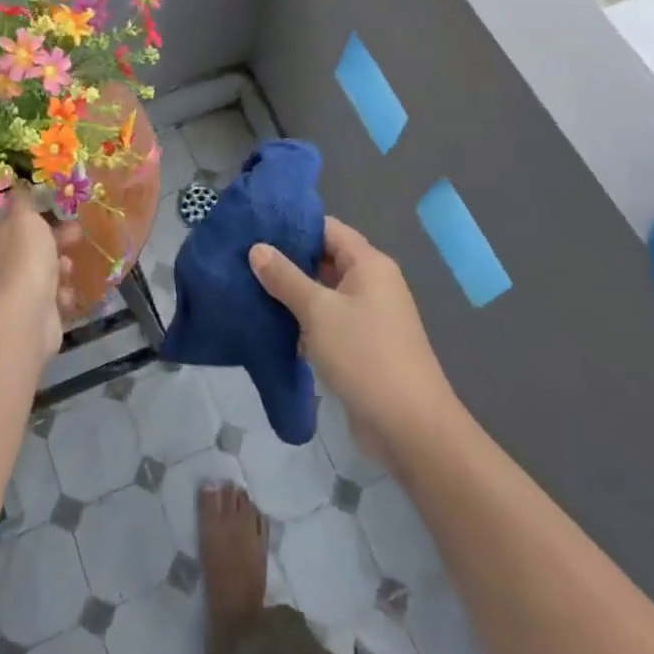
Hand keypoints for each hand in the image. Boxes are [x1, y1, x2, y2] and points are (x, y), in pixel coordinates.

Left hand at [0, 186, 74, 356]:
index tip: (59, 206)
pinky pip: (53, 296)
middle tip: (76, 233)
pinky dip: (62, 294)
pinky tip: (65, 294)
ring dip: (60, 266)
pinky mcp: (35, 312)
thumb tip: (18, 185)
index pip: (15, 218)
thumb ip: (24, 200)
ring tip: (67, 267)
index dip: (37, 211)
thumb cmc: (26, 258)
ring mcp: (18, 288)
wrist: (27, 315)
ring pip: (45, 270)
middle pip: (33, 244)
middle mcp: (4, 261)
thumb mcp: (25, 217)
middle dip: (57, 238)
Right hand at [250, 218, 456, 468]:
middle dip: (287, 260)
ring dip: (292, 293)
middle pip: (325, 259)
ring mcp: (368, 316)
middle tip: (243, 259)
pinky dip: (303, 320)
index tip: (254, 228)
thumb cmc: (365, 356)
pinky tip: (270, 324)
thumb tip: (257, 248)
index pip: (327, 228)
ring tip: (247, 287)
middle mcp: (372, 283)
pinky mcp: (362, 345)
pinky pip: (328, 320)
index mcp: (369, 264)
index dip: (292, 226)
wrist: (410, 428)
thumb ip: (285, 278)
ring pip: (323, 292)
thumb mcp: (318, 311)